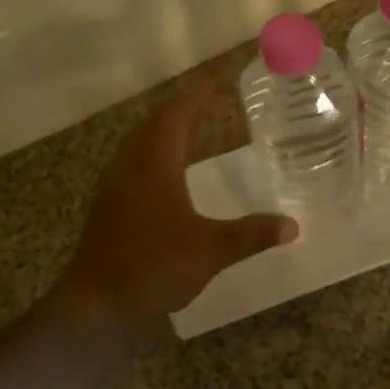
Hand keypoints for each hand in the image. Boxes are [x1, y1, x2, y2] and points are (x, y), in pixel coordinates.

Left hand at [59, 77, 295, 335]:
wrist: (97, 304)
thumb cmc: (155, 266)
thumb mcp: (211, 249)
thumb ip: (251, 234)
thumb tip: (292, 225)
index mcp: (154, 165)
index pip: (175, 117)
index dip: (196, 98)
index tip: (216, 84)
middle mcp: (129, 168)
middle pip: (152, 127)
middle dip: (178, 113)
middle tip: (205, 107)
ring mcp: (113, 190)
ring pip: (137, 149)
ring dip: (161, 137)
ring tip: (186, 137)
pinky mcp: (106, 212)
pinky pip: (131, 171)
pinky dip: (151, 163)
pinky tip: (164, 183)